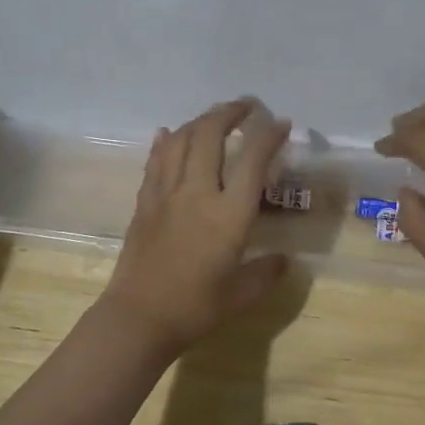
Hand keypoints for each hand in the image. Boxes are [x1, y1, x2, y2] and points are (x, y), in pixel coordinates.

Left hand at [101, 98, 291, 352]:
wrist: (138, 318)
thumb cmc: (195, 308)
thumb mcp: (242, 295)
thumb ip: (267, 273)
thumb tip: (285, 260)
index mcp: (228, 215)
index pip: (252, 160)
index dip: (269, 135)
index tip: (281, 124)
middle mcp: (197, 193)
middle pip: (209, 135)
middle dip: (229, 112)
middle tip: (246, 106)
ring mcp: (166, 194)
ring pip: (180, 140)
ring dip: (199, 121)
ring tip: (214, 118)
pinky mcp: (145, 202)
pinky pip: (155, 160)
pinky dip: (166, 141)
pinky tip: (169, 133)